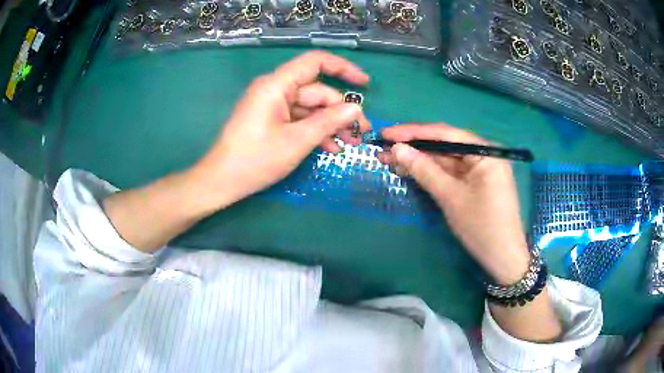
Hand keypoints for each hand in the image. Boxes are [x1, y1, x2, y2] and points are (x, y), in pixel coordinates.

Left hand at [191, 51, 370, 208]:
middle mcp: (275, 89)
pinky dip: (314, 131)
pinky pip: (298, 119)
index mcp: (277, 85)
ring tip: (350, 144)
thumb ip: (328, 122)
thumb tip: (355, 108)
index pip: (315, 63)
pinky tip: (331, 148)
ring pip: (310, 107)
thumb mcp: (296, 141)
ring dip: (330, 124)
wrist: (221, 181)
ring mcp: (272, 105)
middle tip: (360, 133)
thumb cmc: (255, 160)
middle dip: (340, 111)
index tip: (364, 84)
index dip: (343, 69)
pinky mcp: (271, 120)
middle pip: (316, 91)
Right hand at [379, 124, 528, 284]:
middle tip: (384, 148)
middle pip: (444, 145)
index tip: (387, 133)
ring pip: (445, 160)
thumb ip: (424, 170)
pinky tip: (410, 171)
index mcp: (485, 152)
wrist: (502, 259)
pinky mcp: (475, 184)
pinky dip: (431, 173)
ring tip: (390, 160)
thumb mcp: (451, 197)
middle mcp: (484, 155)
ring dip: (419, 161)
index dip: (414, 132)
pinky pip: (451, 173)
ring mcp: (479, 170)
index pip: (445, 134)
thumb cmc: (481, 227)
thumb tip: (397, 149)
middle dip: (414, 147)